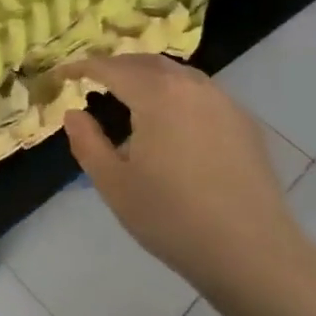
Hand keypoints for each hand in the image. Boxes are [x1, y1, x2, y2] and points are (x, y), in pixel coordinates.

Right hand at [57, 55, 304, 296]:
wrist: (252, 252)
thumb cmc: (173, 218)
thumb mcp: (115, 185)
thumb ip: (87, 143)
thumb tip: (74, 114)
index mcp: (156, 94)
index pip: (111, 67)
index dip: (83, 67)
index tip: (63, 73)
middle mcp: (191, 85)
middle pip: (146, 62)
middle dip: (116, 67)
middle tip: (93, 82)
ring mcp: (223, 101)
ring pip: (177, 74)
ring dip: (148, 77)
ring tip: (130, 98)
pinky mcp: (244, 122)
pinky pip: (201, 93)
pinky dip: (176, 94)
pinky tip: (172, 122)